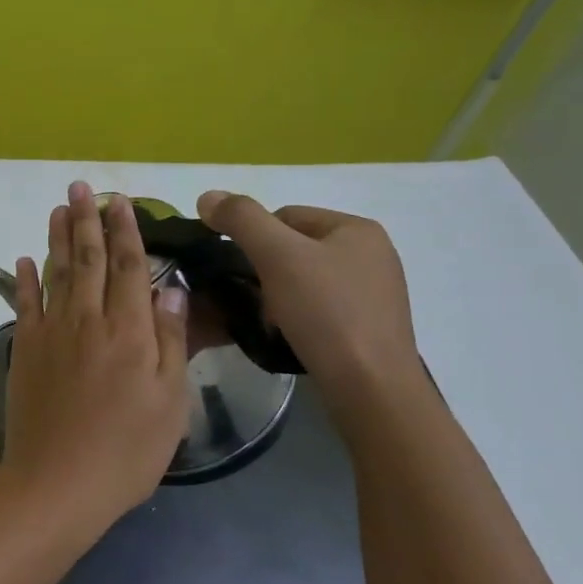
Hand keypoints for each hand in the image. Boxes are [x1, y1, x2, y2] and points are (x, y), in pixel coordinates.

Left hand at [0, 182, 188, 531]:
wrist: (57, 482)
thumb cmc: (126, 450)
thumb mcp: (170, 403)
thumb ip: (170, 342)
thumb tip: (171, 289)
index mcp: (129, 331)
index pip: (129, 266)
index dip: (126, 230)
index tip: (120, 201)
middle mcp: (88, 320)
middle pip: (88, 259)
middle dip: (87, 220)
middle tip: (81, 187)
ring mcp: (51, 332)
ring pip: (55, 272)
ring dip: (57, 237)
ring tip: (58, 208)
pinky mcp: (24, 349)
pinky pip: (24, 304)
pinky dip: (24, 278)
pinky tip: (26, 259)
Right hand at [196, 191, 418, 395]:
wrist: (370, 387)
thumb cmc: (326, 313)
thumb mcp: (277, 255)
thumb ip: (241, 219)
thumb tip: (207, 196)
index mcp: (357, 228)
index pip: (285, 215)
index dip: (254, 239)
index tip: (242, 271)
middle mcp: (373, 254)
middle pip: (295, 248)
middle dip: (267, 271)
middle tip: (254, 300)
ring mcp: (375, 292)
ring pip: (305, 280)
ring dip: (280, 296)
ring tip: (271, 322)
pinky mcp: (371, 327)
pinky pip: (321, 309)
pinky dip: (300, 318)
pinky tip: (292, 336)